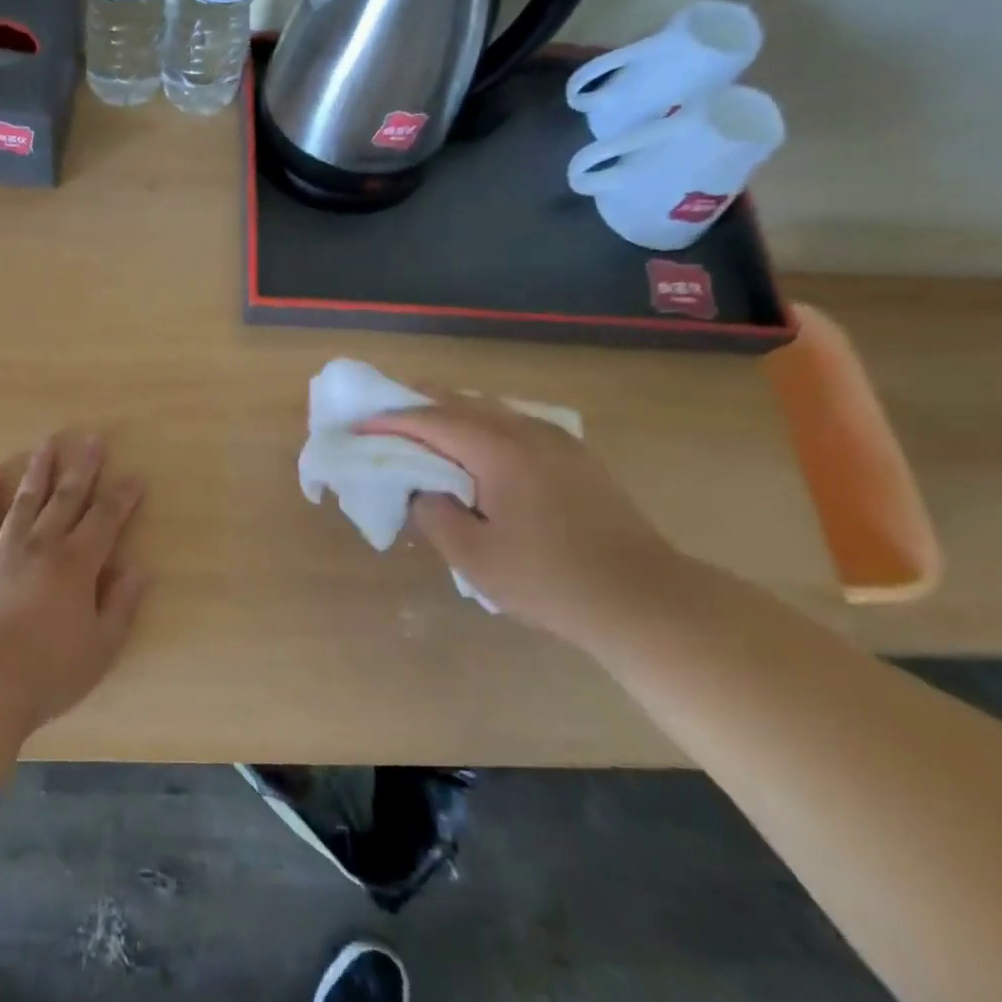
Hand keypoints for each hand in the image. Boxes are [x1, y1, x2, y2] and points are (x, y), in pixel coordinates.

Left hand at [0, 434, 147, 735]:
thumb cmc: (50, 671)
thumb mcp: (101, 647)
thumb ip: (121, 605)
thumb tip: (138, 570)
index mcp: (76, 565)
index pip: (105, 520)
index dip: (122, 498)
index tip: (134, 478)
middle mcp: (42, 546)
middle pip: (66, 498)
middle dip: (83, 468)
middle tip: (92, 438)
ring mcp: (4, 550)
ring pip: (25, 500)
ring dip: (38, 470)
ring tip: (47, 444)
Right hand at [359, 399, 691, 646]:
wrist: (643, 599)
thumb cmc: (549, 580)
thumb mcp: (473, 556)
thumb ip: (434, 514)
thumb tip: (422, 490)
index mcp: (499, 451)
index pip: (432, 421)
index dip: (390, 421)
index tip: (358, 427)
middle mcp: (528, 432)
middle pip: (461, 402)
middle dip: (417, 404)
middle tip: (381, 413)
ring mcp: (557, 441)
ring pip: (490, 409)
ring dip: (450, 413)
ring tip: (420, 426)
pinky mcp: (575, 457)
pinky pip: (513, 424)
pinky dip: (480, 425)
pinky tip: (473, 446)